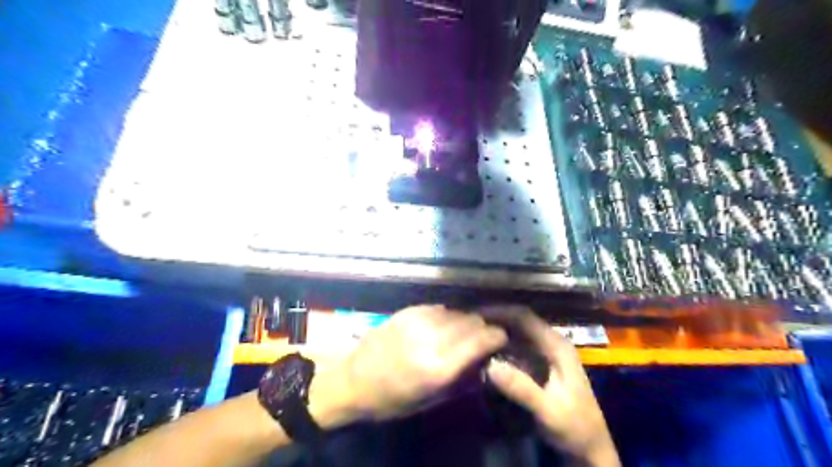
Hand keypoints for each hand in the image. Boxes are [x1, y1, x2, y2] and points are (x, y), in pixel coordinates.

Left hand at [343, 304, 510, 420]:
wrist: (353, 380)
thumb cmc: (392, 399)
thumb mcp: (430, 399)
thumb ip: (461, 379)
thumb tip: (484, 361)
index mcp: (438, 366)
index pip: (480, 339)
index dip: (496, 336)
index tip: (501, 338)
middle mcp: (431, 338)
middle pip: (471, 321)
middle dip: (482, 327)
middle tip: (483, 335)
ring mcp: (417, 321)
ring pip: (455, 311)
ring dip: (464, 320)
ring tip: (462, 330)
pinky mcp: (406, 311)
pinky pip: (437, 308)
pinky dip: (446, 315)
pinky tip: (442, 324)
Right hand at [485, 310, 620, 466]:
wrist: (590, 448)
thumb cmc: (574, 428)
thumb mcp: (548, 412)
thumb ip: (522, 388)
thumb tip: (490, 366)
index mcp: (557, 346)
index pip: (524, 317)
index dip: (498, 312)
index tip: (474, 315)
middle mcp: (552, 342)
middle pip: (519, 320)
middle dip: (494, 318)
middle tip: (467, 323)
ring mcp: (546, 352)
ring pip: (517, 331)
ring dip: (496, 329)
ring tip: (472, 332)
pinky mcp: (540, 362)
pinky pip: (517, 345)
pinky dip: (500, 343)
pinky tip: (485, 349)